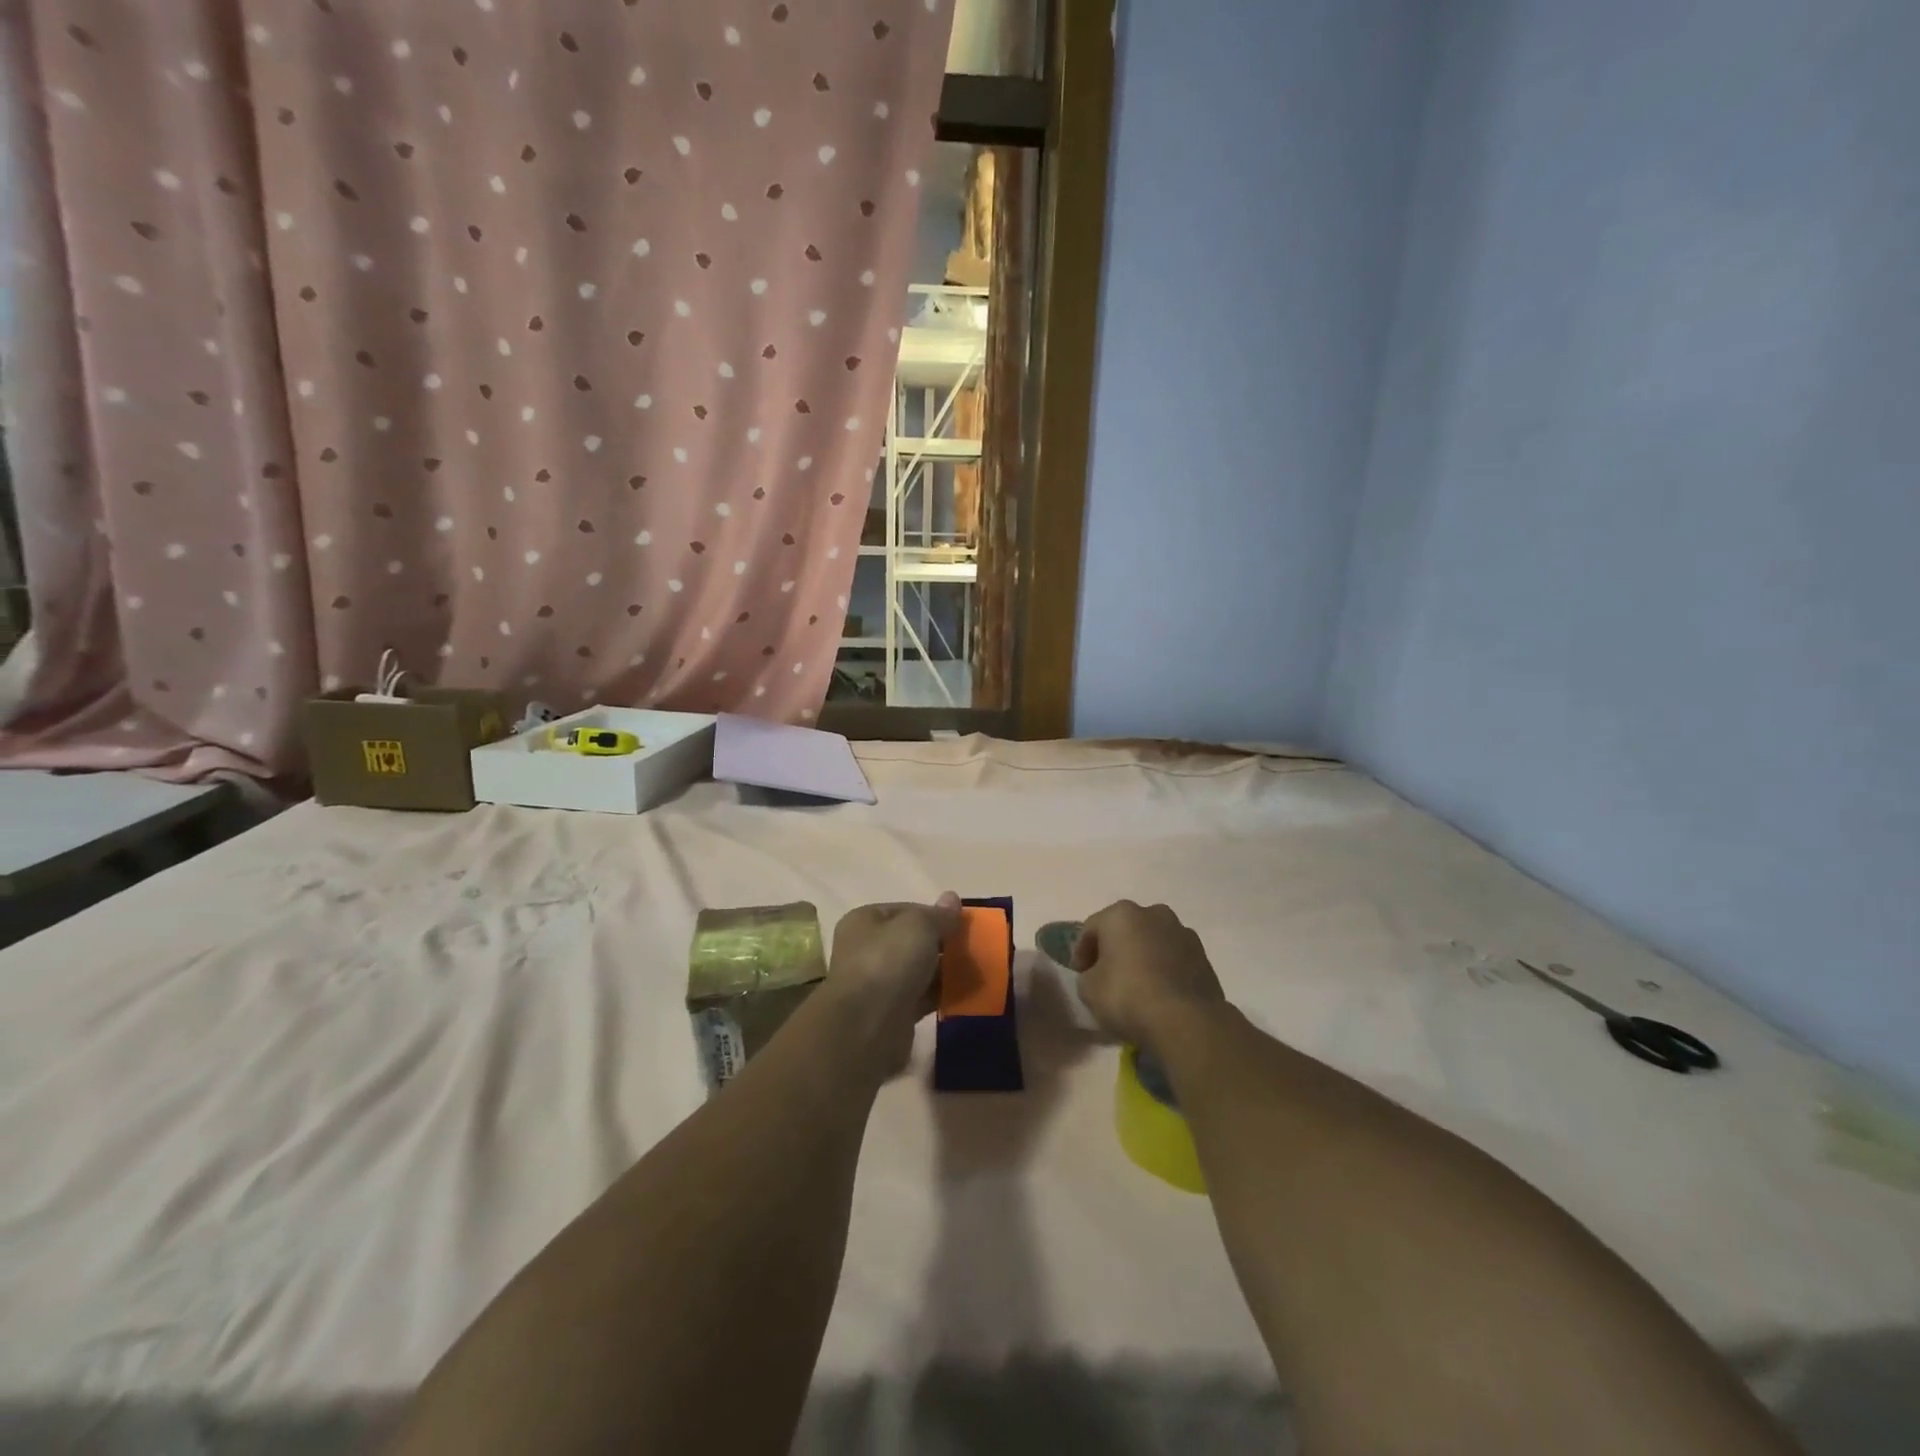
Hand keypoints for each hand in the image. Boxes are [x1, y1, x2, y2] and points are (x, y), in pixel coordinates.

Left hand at [824, 892, 962, 1074]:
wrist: (868, 1026)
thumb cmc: (889, 962)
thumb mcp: (919, 926)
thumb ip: (939, 914)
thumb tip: (952, 898)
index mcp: (865, 921)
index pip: (906, 910)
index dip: (934, 914)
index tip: (962, 923)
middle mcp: (866, 950)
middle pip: (912, 941)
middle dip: (942, 944)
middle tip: (972, 948)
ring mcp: (878, 983)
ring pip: (918, 970)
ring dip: (944, 971)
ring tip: (975, 971)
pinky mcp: (891, 1013)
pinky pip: (922, 997)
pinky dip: (941, 995)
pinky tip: (964, 994)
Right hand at [1073, 900, 1225, 1056]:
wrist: (1186, 1021)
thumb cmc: (1128, 996)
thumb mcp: (1088, 990)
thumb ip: (1087, 975)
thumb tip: (1098, 975)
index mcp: (1121, 914)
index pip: (1091, 928)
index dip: (1081, 952)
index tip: (1080, 975)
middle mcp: (1153, 913)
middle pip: (1125, 929)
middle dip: (1114, 949)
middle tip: (1106, 976)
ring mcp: (1182, 932)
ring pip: (1152, 941)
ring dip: (1142, 957)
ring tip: (1137, 986)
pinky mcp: (1203, 956)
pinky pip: (1173, 958)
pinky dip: (1163, 969)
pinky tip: (1159, 993)